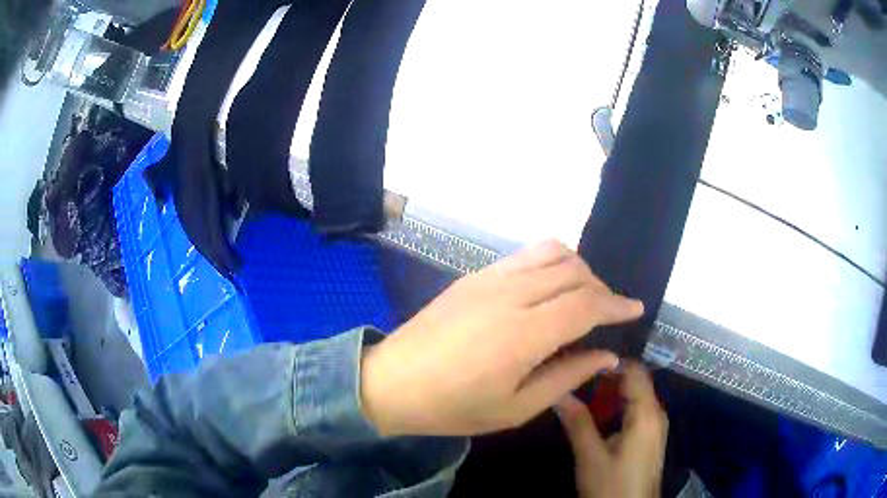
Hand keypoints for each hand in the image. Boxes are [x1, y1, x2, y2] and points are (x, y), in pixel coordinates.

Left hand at [360, 239, 642, 436]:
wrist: (392, 382)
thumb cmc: (453, 407)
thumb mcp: (516, 408)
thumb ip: (567, 376)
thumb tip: (607, 355)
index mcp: (525, 333)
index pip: (587, 303)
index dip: (617, 304)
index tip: (636, 308)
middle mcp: (511, 294)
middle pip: (575, 271)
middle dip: (601, 287)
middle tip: (608, 313)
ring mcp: (490, 278)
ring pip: (551, 251)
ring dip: (577, 268)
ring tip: (581, 296)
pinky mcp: (474, 275)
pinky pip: (524, 255)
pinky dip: (549, 263)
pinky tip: (547, 289)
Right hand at [556, 363, 667, 497]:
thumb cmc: (613, 486)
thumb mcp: (591, 457)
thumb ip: (578, 423)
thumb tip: (558, 392)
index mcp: (646, 413)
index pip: (634, 370)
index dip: (610, 361)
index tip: (581, 360)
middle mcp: (656, 413)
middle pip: (635, 382)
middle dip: (606, 378)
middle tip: (574, 377)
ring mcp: (654, 426)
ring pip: (634, 397)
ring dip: (609, 394)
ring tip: (579, 393)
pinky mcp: (648, 438)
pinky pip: (634, 411)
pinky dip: (616, 408)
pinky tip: (595, 415)